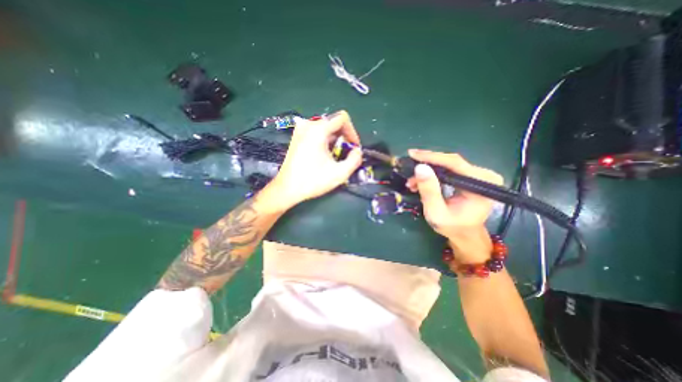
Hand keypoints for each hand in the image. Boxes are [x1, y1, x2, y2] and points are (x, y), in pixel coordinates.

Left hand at [268, 110, 364, 210]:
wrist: (287, 189)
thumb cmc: (313, 181)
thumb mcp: (340, 173)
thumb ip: (355, 160)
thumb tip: (357, 151)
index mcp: (318, 129)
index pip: (342, 118)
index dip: (352, 132)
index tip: (354, 147)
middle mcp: (308, 125)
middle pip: (334, 123)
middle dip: (344, 137)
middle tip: (347, 154)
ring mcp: (300, 130)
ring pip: (325, 128)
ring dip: (335, 140)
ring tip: (336, 157)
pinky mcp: (297, 137)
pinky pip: (316, 132)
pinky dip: (325, 141)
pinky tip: (324, 155)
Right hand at [404, 150, 505, 261]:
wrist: (465, 234)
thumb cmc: (452, 227)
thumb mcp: (436, 212)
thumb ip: (429, 191)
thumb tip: (420, 167)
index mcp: (481, 184)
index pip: (454, 163)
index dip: (431, 157)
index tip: (412, 154)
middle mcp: (484, 175)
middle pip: (451, 162)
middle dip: (427, 165)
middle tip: (409, 169)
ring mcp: (478, 175)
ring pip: (448, 164)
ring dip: (428, 171)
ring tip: (412, 182)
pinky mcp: (471, 176)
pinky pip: (449, 169)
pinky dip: (433, 174)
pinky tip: (421, 181)